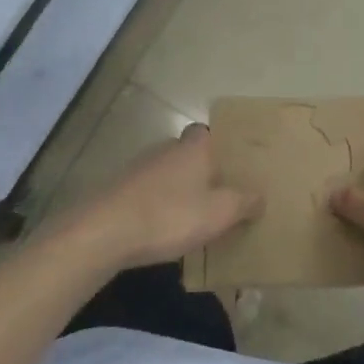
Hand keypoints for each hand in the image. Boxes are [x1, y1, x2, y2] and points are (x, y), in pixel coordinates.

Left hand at [71, 124, 260, 268]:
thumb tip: (260, 195)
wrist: (104, 232)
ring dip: (176, 190)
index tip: (229, 166)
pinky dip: (155, 205)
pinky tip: (160, 229)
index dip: (218, 146)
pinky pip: (146, 193)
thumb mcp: (220, 213)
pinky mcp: (117, 191)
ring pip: (166, 174)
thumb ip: (244, 202)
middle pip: (187, 153)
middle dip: (200, 171)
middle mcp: (166, 149)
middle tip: (216, 196)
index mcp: (193, 147)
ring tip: (190, 217)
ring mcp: (138, 168)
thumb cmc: (170, 215)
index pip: (206, 132)